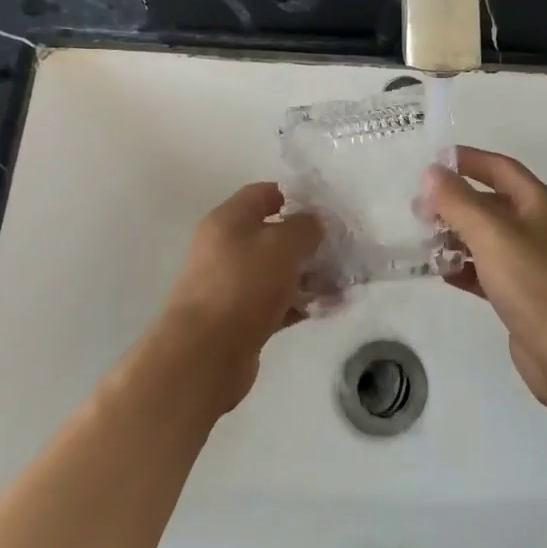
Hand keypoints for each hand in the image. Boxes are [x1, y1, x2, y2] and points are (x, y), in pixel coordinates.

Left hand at [160, 182, 322, 412]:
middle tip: (341, 251)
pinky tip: (325, 308)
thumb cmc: (243, 285)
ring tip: (341, 284)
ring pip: (277, 270)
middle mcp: (225, 247)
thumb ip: (306, 227)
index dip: (296, 196)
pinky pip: (275, 302)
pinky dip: (298, 303)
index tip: (327, 211)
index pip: (264, 193)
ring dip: (308, 275)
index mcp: (228, 219)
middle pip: (273, 234)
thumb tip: (315, 223)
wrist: (204, 354)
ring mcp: (230, 284)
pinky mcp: (238, 318)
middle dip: (308, 242)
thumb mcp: (283, 245)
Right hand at [422, 147, 546, 409]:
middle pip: (492, 203)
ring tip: (424, 239)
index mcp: (540, 204)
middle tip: (419, 208)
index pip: (501, 168)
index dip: (468, 160)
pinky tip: (443, 273)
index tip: (433, 162)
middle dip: (456, 202)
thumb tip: (431, 172)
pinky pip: (489, 270)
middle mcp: (540, 228)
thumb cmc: (534, 283)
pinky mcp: (524, 295)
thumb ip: (458, 201)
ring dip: (457, 235)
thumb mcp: (492, 234)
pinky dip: (467, 268)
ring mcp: (533, 263)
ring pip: (488, 238)